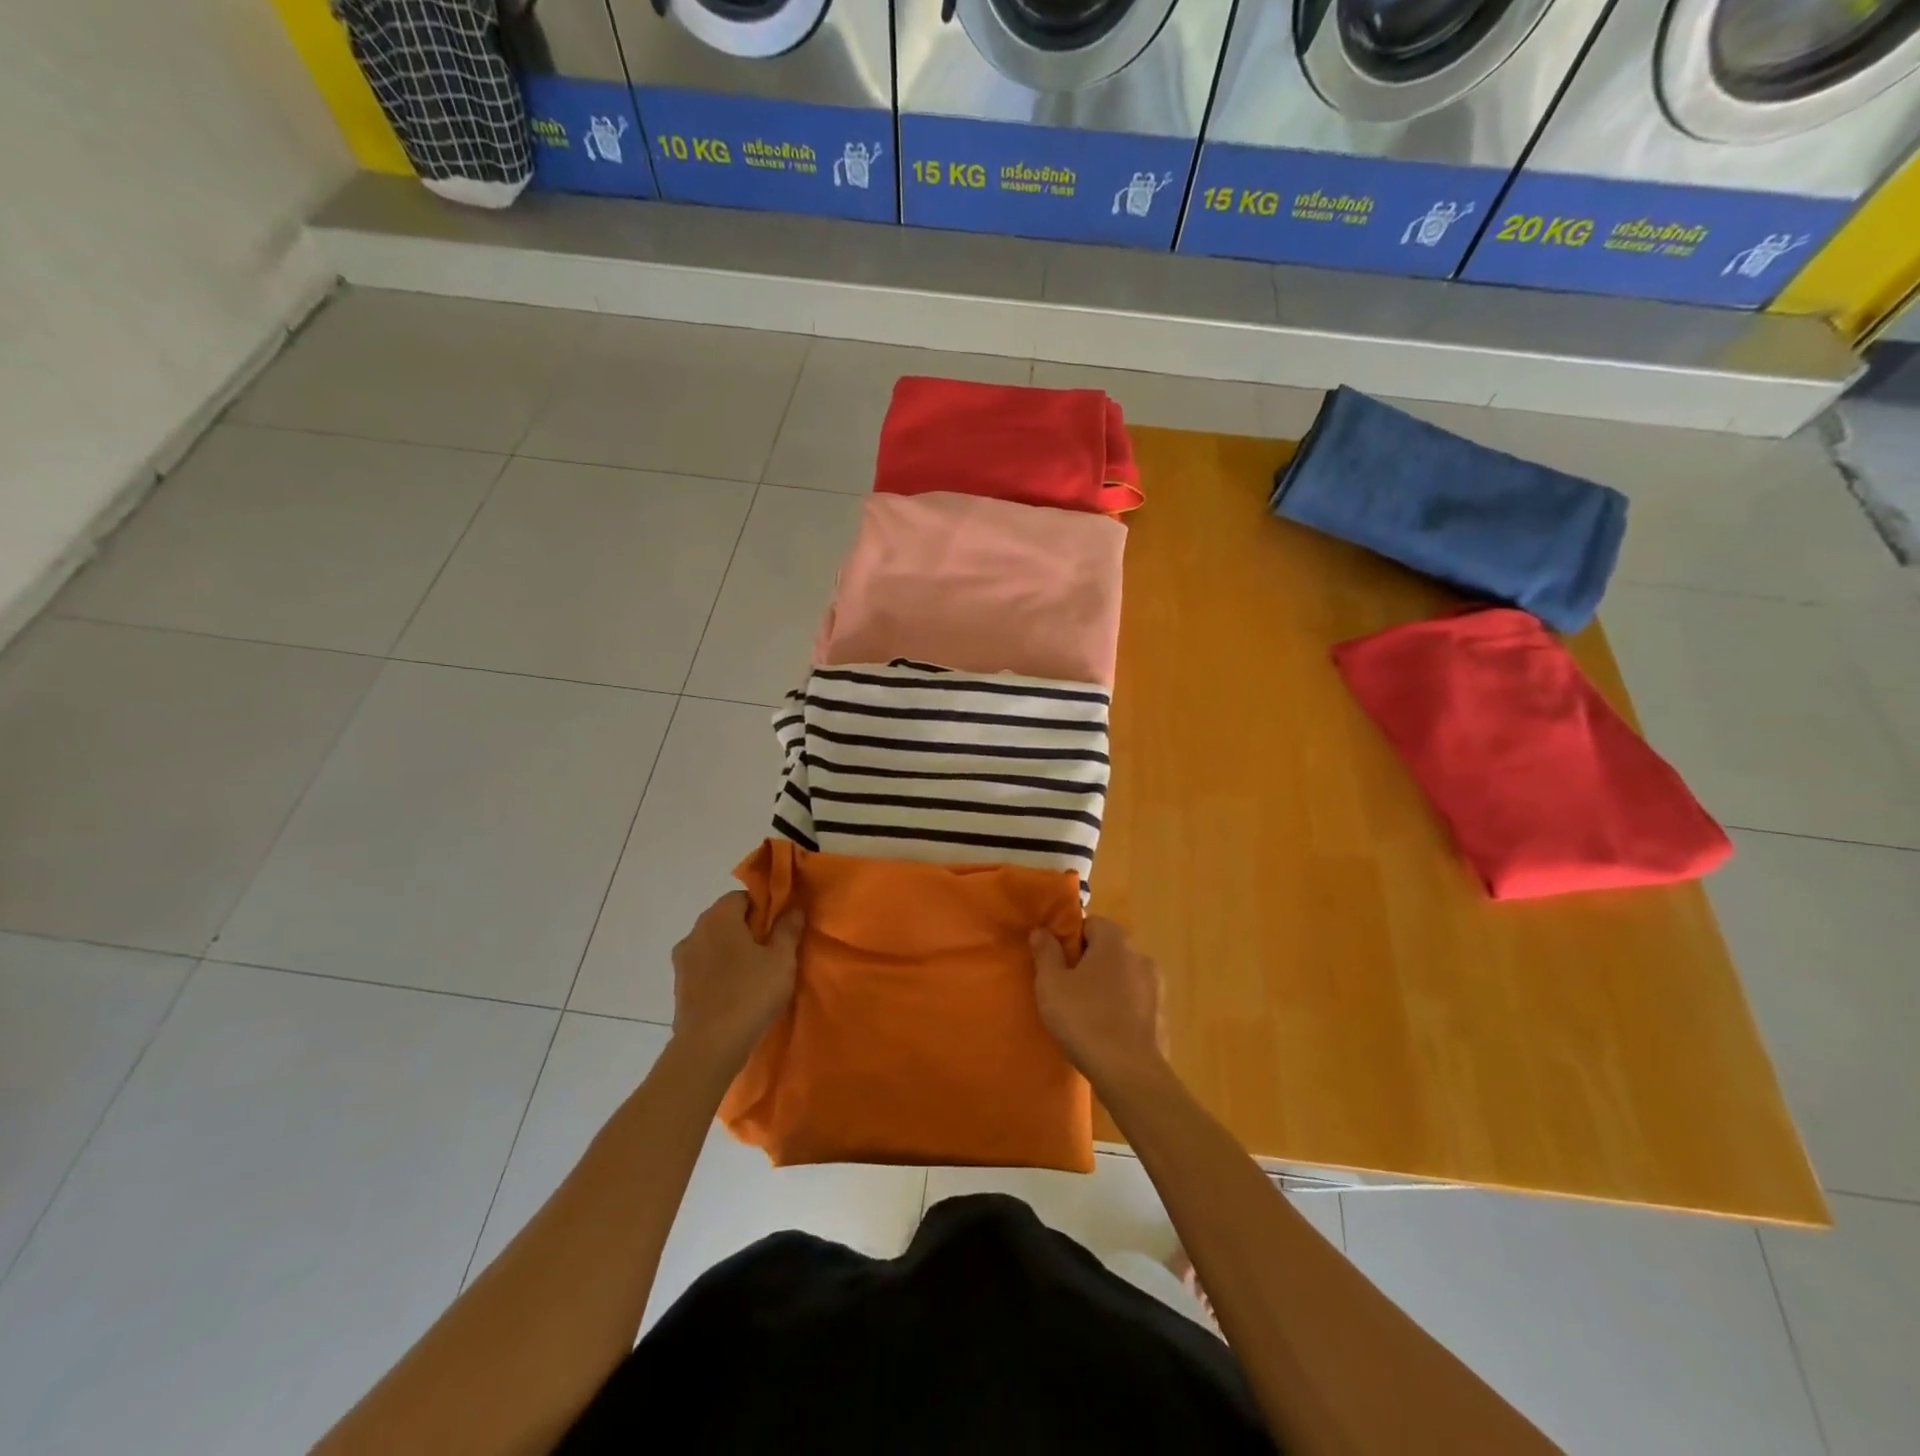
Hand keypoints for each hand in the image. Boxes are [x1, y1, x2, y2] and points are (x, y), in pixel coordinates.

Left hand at [671, 892, 802, 1066]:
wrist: (708, 1048)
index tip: (780, 928)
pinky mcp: (679, 986)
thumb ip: (788, 929)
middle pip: (726, 919)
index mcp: (718, 918)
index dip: (765, 908)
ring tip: (757, 974)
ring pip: (714, 944)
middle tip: (773, 951)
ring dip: (733, 951)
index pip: (742, 896)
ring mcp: (682, 960)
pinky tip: (738, 992)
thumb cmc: (750, 994)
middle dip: (749, 929)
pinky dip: (720, 971)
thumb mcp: (782, 960)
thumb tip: (794, 908)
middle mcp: (695, 932)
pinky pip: (705, 967)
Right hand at [1030, 916, 1166, 1087]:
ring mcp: (1155, 988)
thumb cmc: (1084, 1019)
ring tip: (1084, 1012)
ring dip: (1106, 987)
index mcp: (1115, 942)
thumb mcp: (1051, 984)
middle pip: (1108, 949)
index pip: (1091, 923)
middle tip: (1065, 987)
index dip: (1071, 938)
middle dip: (1088, 963)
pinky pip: (1135, 1002)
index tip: (1056, 960)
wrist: (1129, 1073)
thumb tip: (1042, 931)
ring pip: (1122, 976)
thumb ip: (1046, 953)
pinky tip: (1104, 1031)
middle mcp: (1140, 956)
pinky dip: (1120, 1009)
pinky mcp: (1161, 1016)